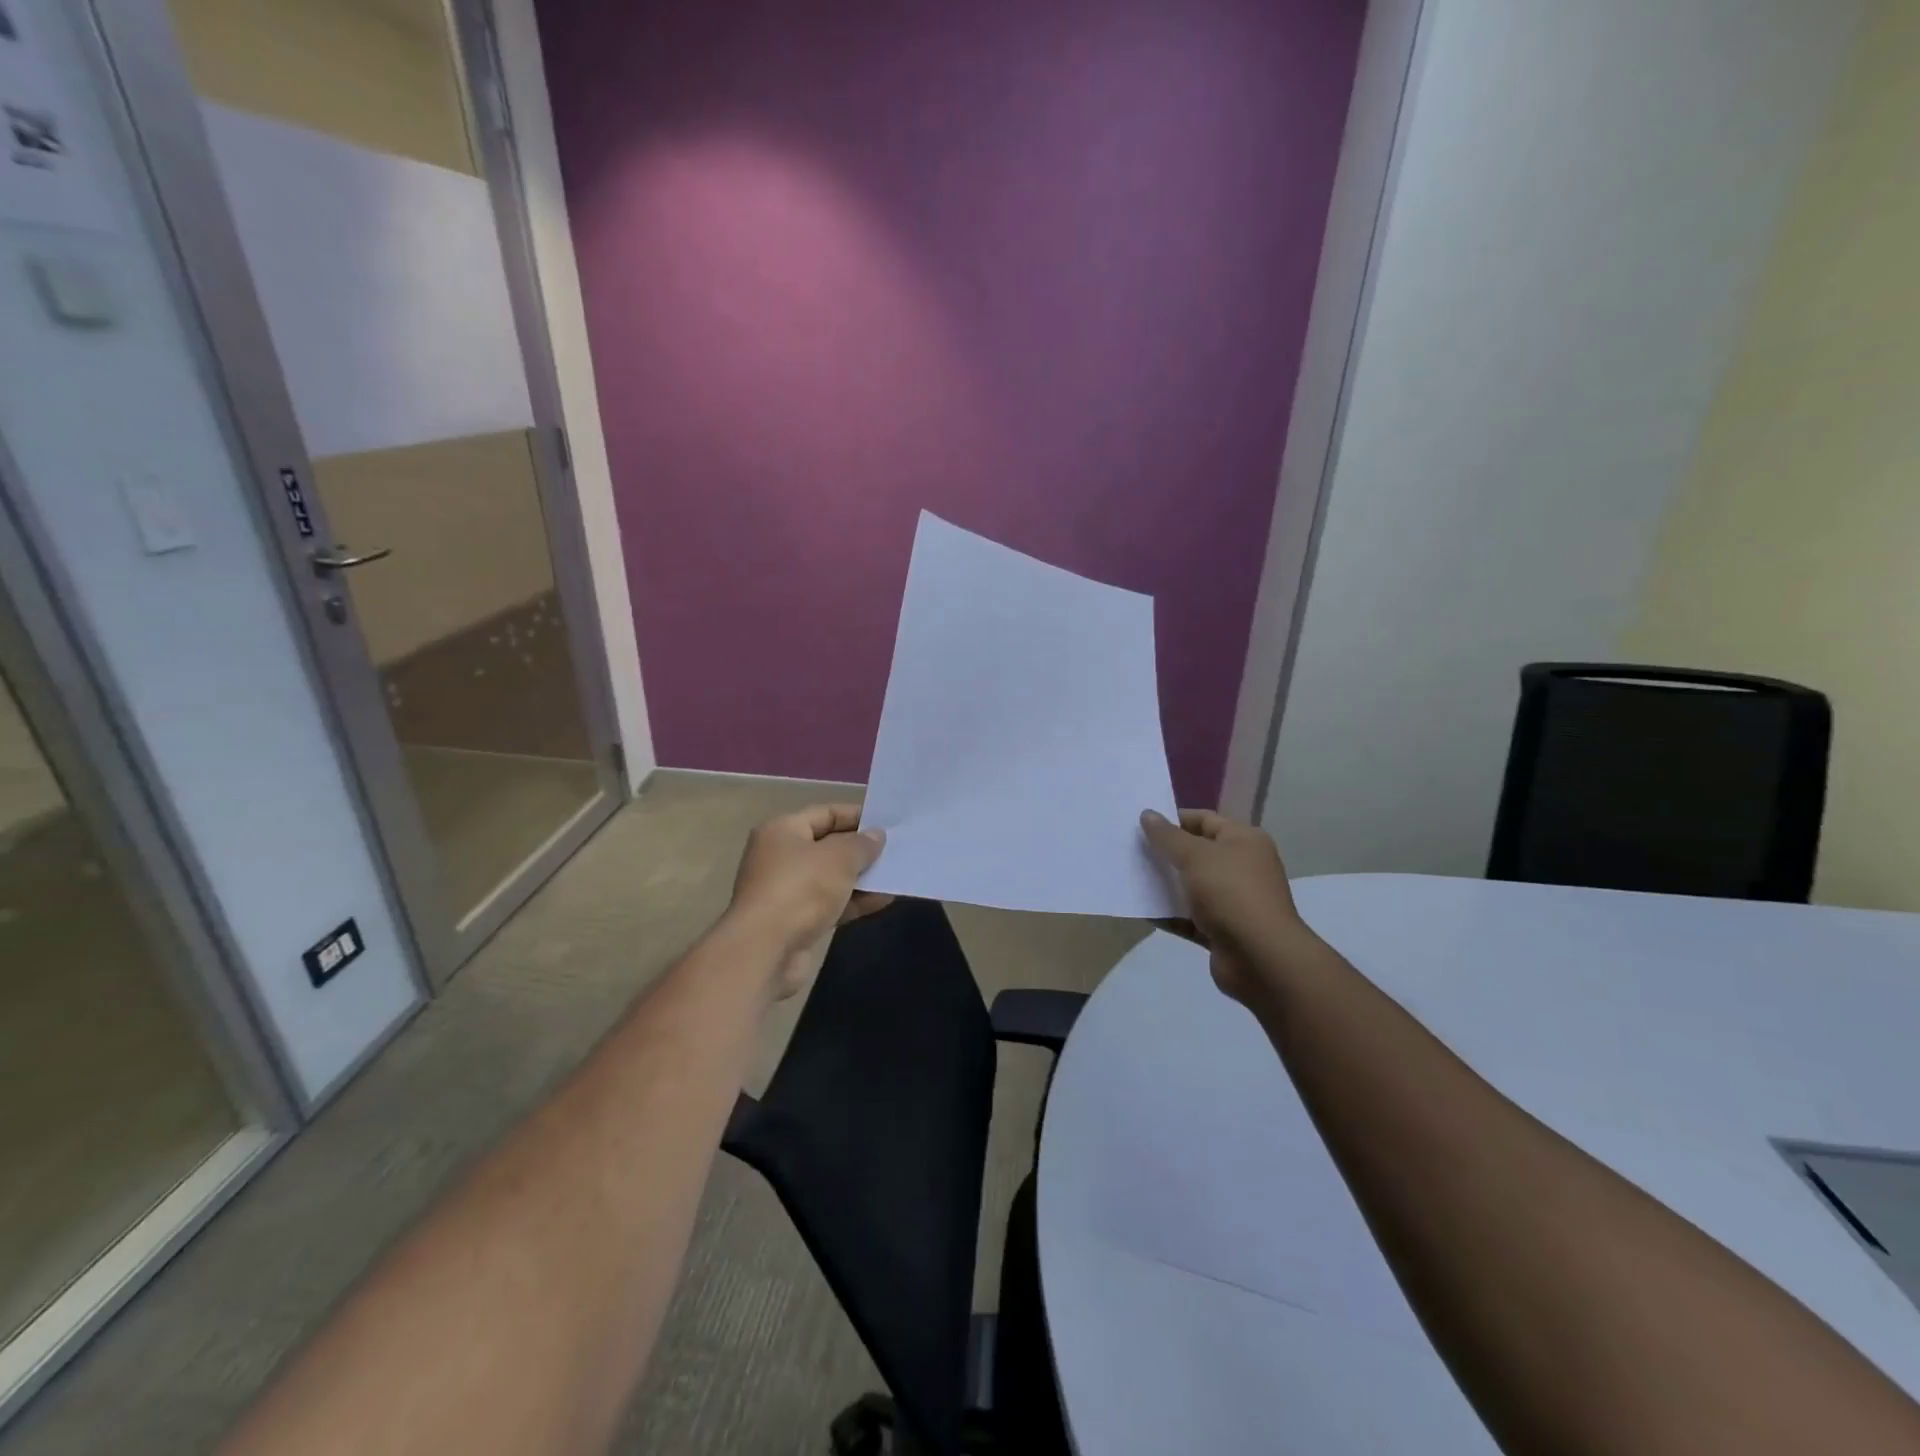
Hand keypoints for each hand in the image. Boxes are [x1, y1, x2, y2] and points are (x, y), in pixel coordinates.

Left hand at [727, 804, 889, 997]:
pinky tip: (883, 900)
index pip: (825, 813)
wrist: (766, 951)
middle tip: (896, 849)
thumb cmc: (801, 889)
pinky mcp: (795, 921)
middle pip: (828, 845)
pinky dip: (854, 902)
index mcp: (782, 831)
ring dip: (862, 878)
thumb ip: (862, 844)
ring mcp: (787, 891)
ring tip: (896, 875)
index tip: (888, 822)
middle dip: (861, 849)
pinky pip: (831, 904)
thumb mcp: (839, 858)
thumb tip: (876, 835)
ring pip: (831, 878)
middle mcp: (780, 857)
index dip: (857, 816)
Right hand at [1140, 809, 1313, 1004]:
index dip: (1174, 819)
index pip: (1205, 820)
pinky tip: (1142, 911)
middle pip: (1197, 853)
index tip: (1142, 824)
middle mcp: (1242, 867)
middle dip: (1165, 852)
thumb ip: (1167, 836)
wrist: (1260, 957)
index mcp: (1244, 841)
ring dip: (1164, 884)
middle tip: (1131, 850)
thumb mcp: (1195, 856)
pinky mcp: (1222, 931)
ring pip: (1191, 887)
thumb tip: (1147, 814)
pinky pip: (1189, 917)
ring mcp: (1233, 901)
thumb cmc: (1230, 893)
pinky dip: (1168, 915)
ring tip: (1131, 878)